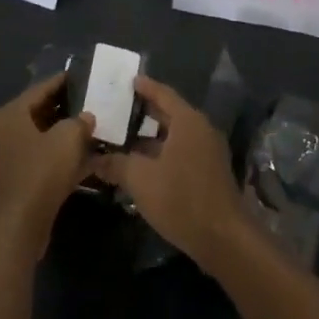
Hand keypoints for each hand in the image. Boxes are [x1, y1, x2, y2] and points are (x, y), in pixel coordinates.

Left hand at [0, 73, 94, 259]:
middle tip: (92, 104)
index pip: (40, 88)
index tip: (85, 77)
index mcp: (9, 115)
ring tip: (92, 131)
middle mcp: (1, 132)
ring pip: (40, 139)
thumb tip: (85, 117)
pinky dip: (58, 158)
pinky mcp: (12, 183)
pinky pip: (39, 161)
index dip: (64, 81)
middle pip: (38, 113)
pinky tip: (84, 161)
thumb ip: (79, 121)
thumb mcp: (67, 139)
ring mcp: (4, 159)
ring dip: (64, 136)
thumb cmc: (39, 174)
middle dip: (66, 109)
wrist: (16, 230)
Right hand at [95, 76, 246, 270]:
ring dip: (152, 136)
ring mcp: (208, 151)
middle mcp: (201, 130)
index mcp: (188, 121)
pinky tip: (143, 164)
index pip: (164, 94)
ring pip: (175, 135)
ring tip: (125, 137)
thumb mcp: (141, 180)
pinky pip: (182, 151)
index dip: (145, 87)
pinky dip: (162, 151)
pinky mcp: (209, 172)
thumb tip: (95, 159)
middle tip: (120, 108)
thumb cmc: (181, 199)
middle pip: (170, 113)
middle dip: (145, 111)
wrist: (223, 238)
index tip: (128, 80)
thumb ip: (117, 165)